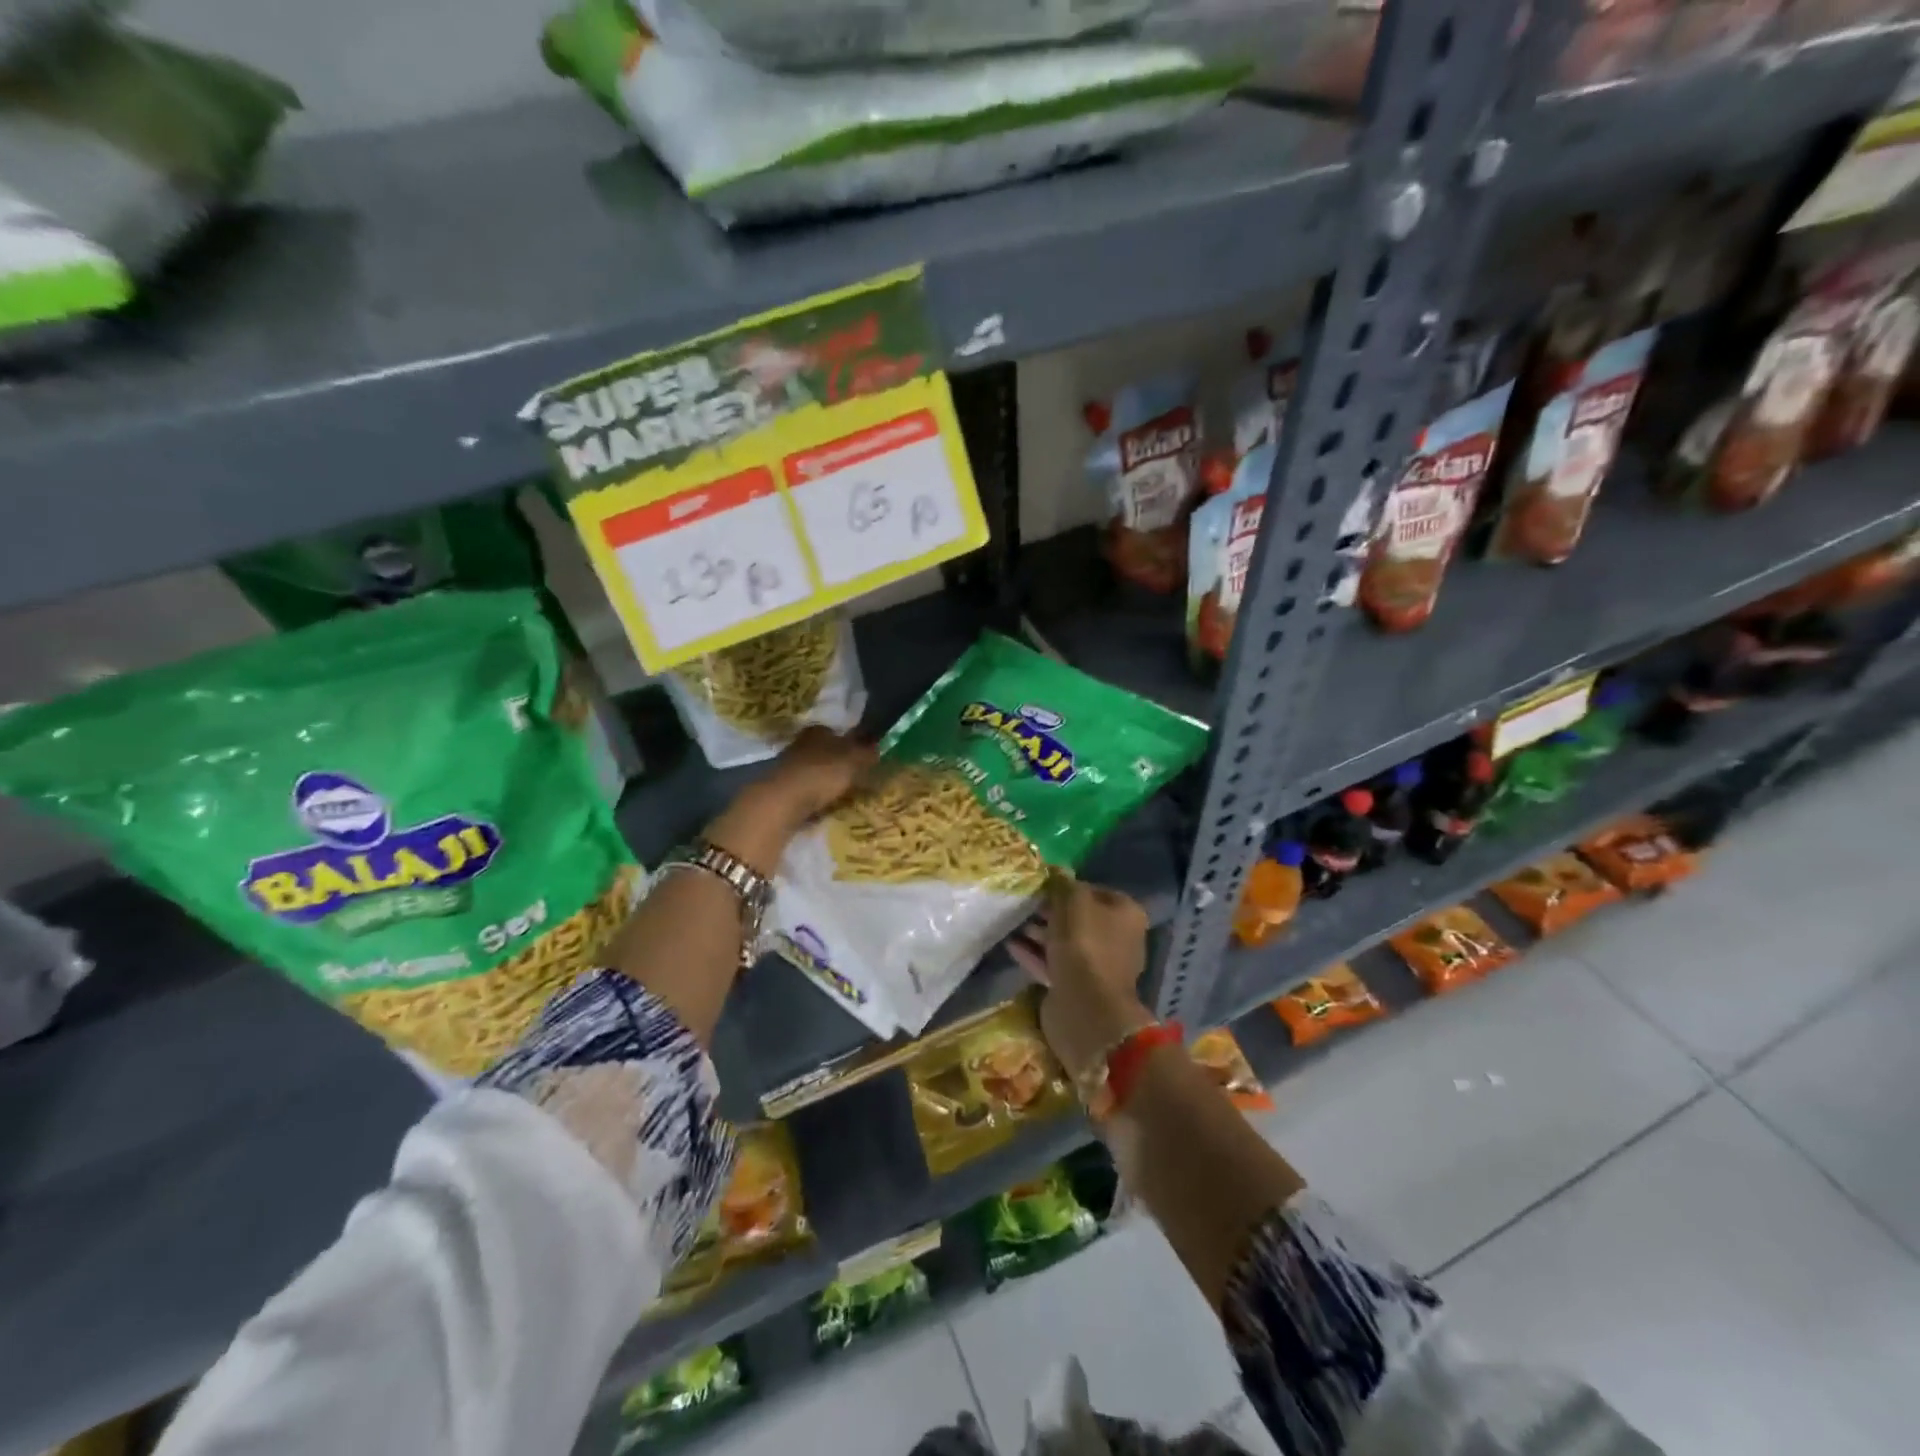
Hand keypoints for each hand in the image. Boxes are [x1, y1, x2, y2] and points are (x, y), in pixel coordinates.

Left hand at [759, 725, 875, 826]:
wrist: (781, 801)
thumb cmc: (821, 773)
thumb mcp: (853, 761)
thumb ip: (867, 753)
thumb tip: (879, 746)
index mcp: (818, 731)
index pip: (837, 732)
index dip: (851, 743)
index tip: (863, 757)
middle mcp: (801, 744)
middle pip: (825, 752)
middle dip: (839, 763)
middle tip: (857, 778)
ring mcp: (788, 766)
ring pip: (815, 771)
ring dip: (827, 781)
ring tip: (845, 795)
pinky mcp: (782, 789)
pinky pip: (806, 790)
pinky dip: (816, 796)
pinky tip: (826, 806)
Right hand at [1010, 876, 1155, 1078]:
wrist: (1085, 1007)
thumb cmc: (1085, 944)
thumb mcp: (1074, 902)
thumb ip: (1064, 884)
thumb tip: (1058, 870)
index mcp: (1125, 915)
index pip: (1095, 891)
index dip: (1068, 886)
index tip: (1043, 885)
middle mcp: (1116, 939)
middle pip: (1079, 918)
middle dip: (1050, 911)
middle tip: (1024, 903)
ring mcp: (1096, 966)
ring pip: (1064, 942)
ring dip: (1039, 932)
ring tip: (1011, 922)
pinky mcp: (1076, 987)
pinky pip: (1052, 964)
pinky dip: (1034, 954)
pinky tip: (1010, 945)